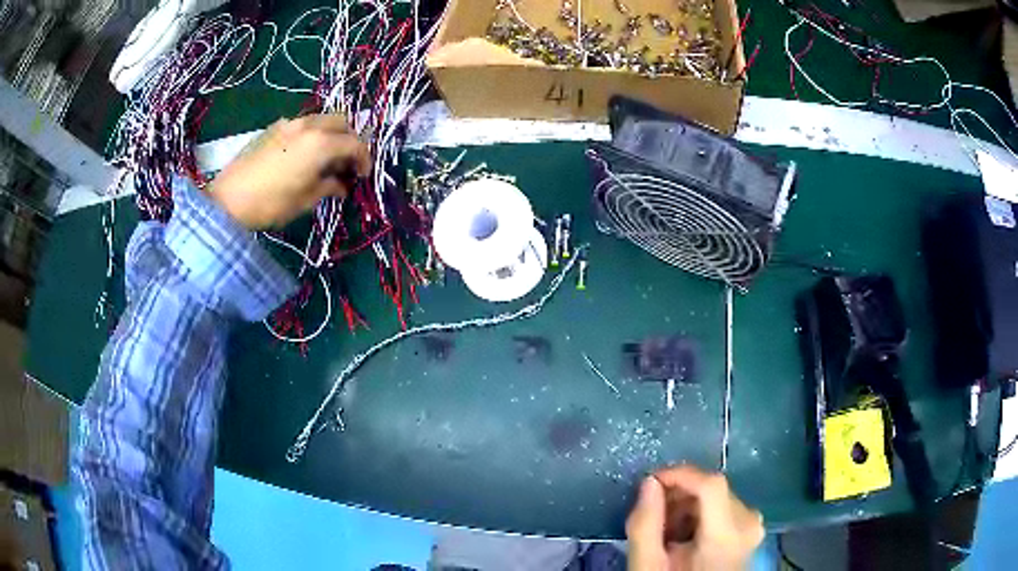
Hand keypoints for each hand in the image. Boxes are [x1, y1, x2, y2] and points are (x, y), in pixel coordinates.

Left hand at [209, 115, 370, 229]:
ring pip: (320, 119)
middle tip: (346, 162)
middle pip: (341, 121)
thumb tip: (341, 186)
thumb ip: (329, 187)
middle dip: (349, 139)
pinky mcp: (273, 128)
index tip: (363, 175)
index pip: (355, 143)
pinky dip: (311, 135)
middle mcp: (308, 126)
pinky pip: (301, 124)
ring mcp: (289, 123)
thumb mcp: (305, 200)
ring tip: (324, 158)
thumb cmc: (271, 203)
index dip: (364, 159)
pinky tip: (301, 155)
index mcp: (321, 143)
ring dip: (330, 134)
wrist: (228, 199)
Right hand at [626, 466, 763, 570]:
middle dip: (678, 494)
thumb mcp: (648, 565)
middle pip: (712, 489)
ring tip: (665, 530)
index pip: (711, 484)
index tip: (650, 482)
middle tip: (653, 516)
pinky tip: (683, 535)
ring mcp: (753, 526)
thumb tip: (650, 483)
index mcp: (728, 535)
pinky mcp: (751, 529)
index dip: (679, 475)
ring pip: (717, 495)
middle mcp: (749, 523)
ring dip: (686, 504)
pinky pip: (725, 506)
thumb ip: (645, 525)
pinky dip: (700, 513)